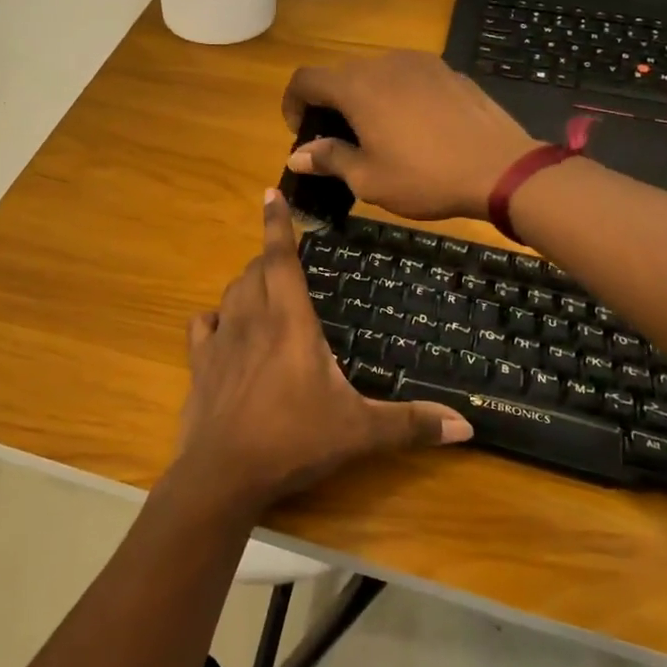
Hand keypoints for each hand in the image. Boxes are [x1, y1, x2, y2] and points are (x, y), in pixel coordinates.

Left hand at [173, 191, 472, 516]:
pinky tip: (222, 328)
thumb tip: (468, 426)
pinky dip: (213, 318)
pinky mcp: (199, 364)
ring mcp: (221, 340)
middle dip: (269, 259)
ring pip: (230, 293)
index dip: (277, 224)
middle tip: (287, 262)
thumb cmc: (295, 440)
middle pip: (256, 271)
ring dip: (246, 285)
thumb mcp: (360, 432)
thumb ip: (411, 424)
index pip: (282, 259)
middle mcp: (252, 319)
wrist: (224, 473)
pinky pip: (201, 326)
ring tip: (262, 290)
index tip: (270, 193)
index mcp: (290, 322)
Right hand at [282, 52, 538, 221]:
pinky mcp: (448, 71)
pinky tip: (414, 128)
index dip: (293, 103)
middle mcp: (384, 64)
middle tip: (337, 140)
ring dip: (363, 98)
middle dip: (329, 104)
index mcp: (357, 88)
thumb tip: (298, 155)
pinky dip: (396, 96)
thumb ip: (329, 159)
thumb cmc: (426, 178)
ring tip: (376, 134)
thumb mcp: (368, 179)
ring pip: (375, 74)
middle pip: (340, 75)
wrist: (502, 169)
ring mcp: (420, 63)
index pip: (305, 79)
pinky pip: (407, 77)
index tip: (301, 132)